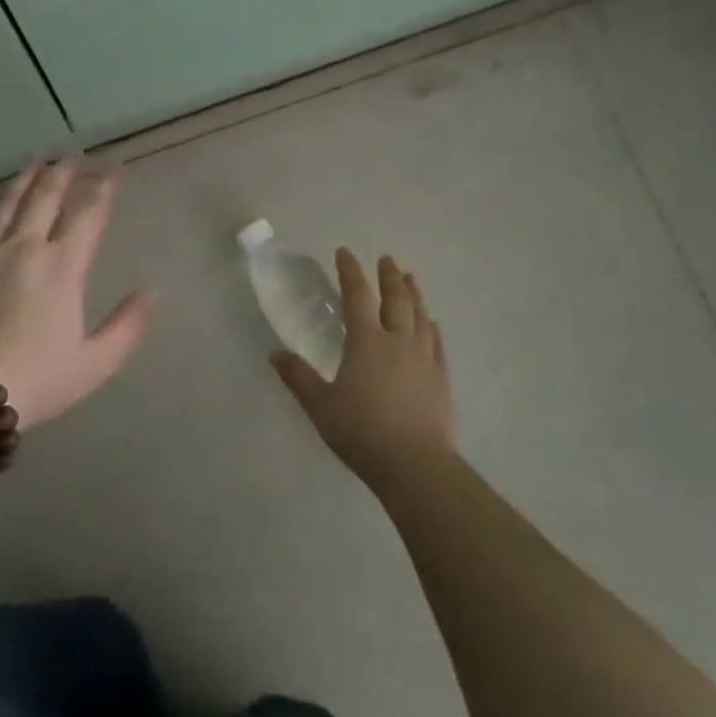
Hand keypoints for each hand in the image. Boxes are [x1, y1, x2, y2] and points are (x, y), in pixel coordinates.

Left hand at [0, 158, 154, 429]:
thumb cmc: (34, 380)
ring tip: (41, 157)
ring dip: (29, 175)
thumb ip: (127, 326)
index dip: (104, 188)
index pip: (89, 213)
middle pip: (48, 195)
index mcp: (63, 268)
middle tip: (78, 153)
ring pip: (11, 200)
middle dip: (67, 170)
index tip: (115, 169)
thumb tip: (150, 293)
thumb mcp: (94, 364)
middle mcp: (26, 247)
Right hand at [270, 249, 457, 492]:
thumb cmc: (362, 432)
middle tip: (386, 259)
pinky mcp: (441, 379)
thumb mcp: (320, 406)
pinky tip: (432, 323)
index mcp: (366, 342)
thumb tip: (274, 353)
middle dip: (389, 276)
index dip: (350, 272)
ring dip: (414, 294)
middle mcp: (398, 341)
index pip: (357, 296)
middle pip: (396, 300)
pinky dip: (432, 327)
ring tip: (411, 278)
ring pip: (420, 316)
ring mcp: (424, 359)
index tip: (345, 252)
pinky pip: (437, 343)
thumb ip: (298, 377)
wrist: (415, 464)